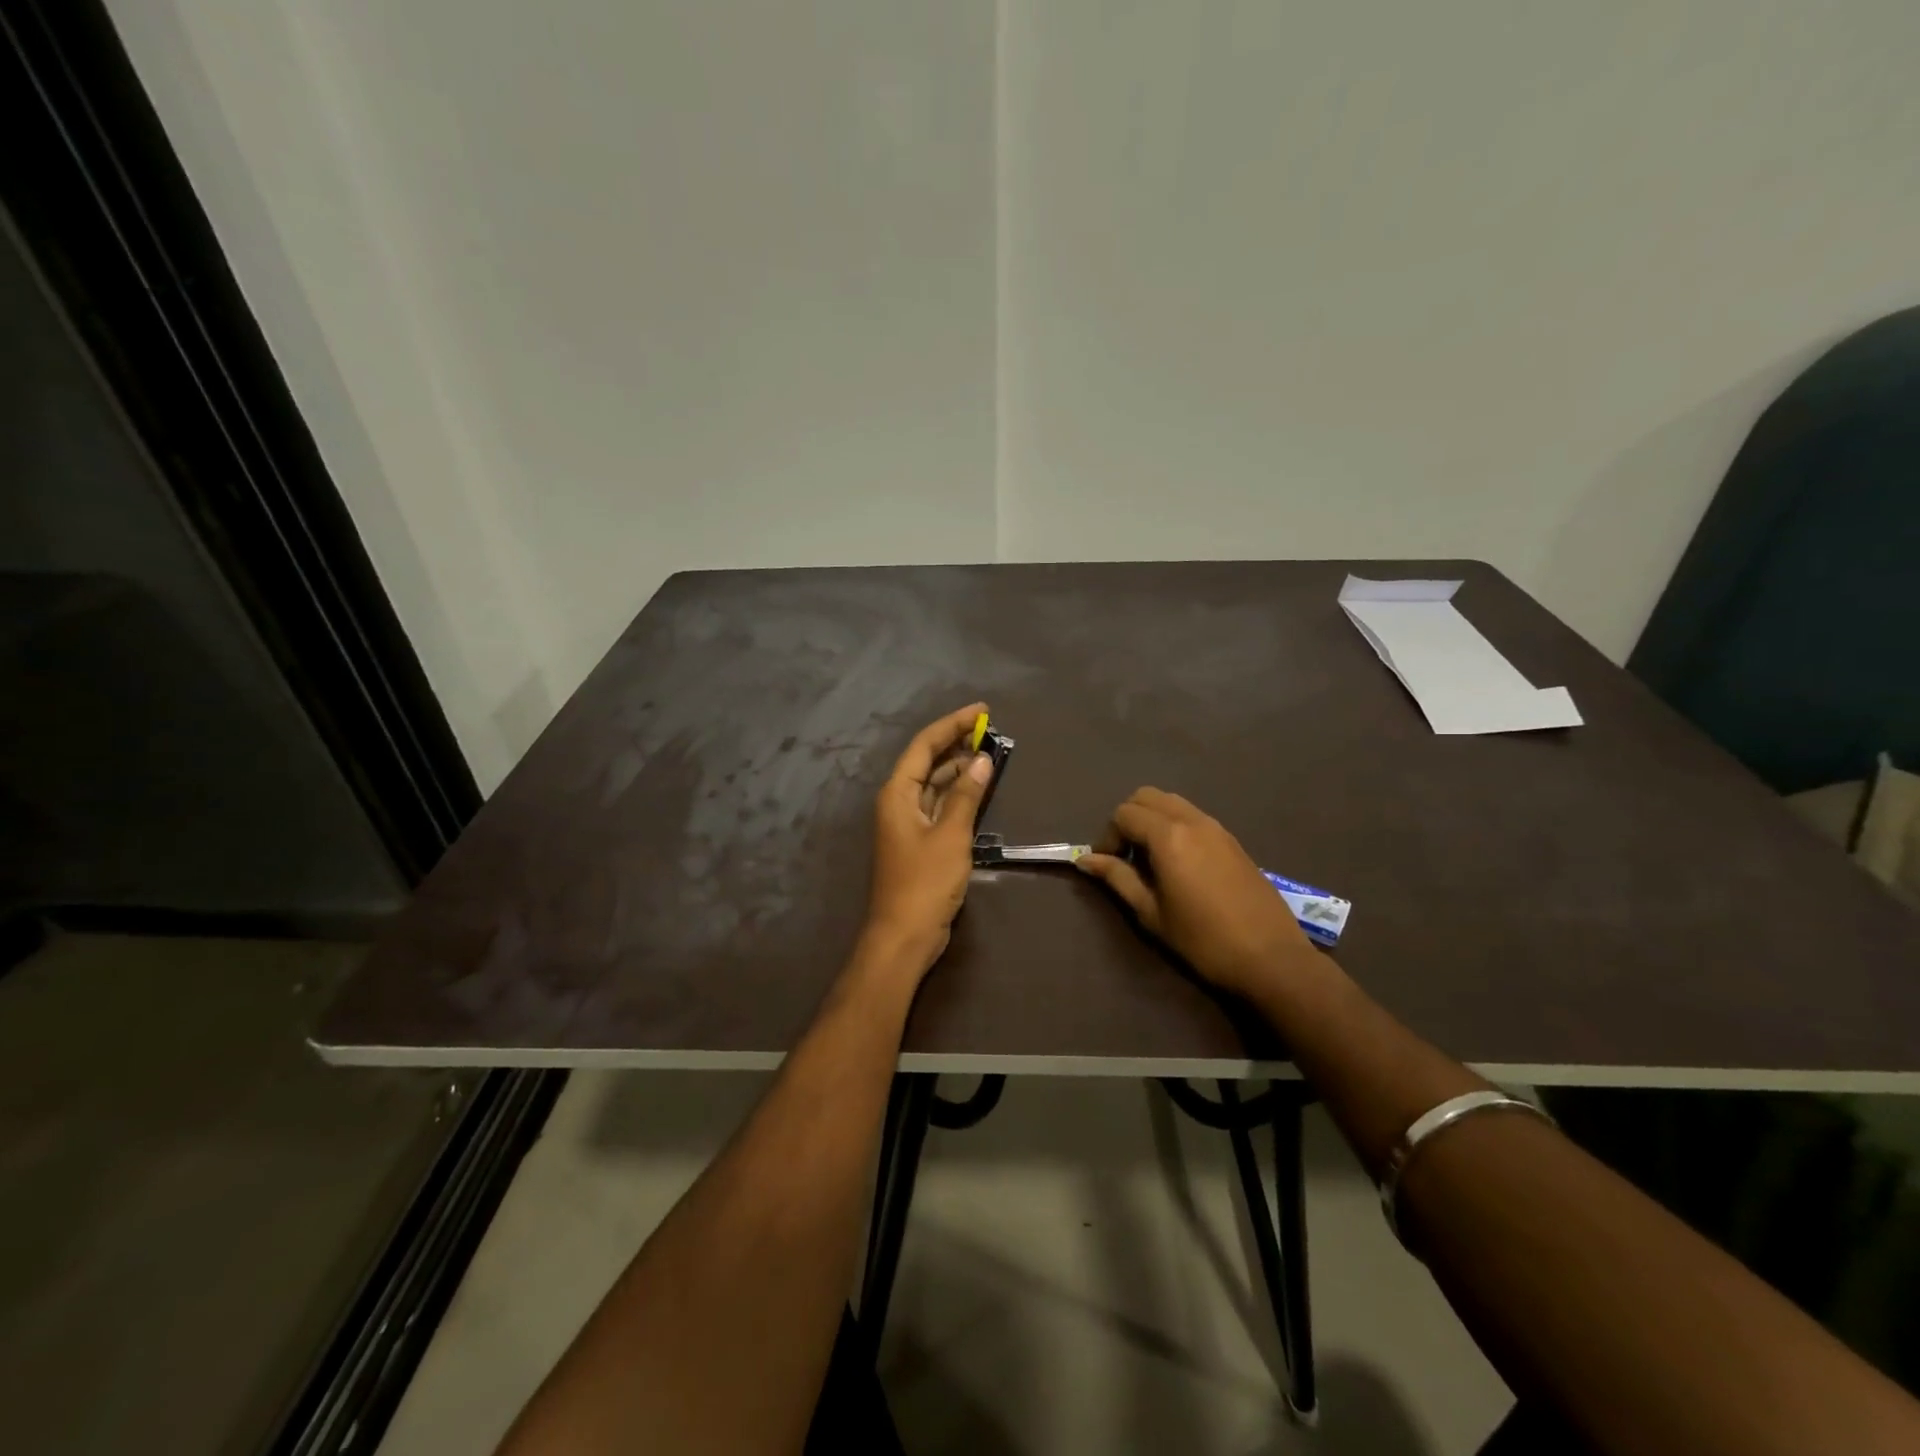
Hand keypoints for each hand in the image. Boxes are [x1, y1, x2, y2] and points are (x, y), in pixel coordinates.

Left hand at [863, 702, 995, 976]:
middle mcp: (899, 801)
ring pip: (935, 783)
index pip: (924, 745)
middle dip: (957, 743)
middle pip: (928, 761)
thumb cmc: (925, 882)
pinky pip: (940, 804)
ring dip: (960, 768)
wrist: (905, 935)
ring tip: (991, 753)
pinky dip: (959, 793)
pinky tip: (980, 788)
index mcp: (898, 793)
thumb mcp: (950, 835)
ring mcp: (909, 822)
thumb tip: (982, 760)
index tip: (982, 710)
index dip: (952, 724)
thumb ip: (965, 796)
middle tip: (991, 730)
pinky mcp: (921, 841)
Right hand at [1076, 787, 1315, 998]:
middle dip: (1128, 819)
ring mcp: (1216, 827)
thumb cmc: (1203, 940)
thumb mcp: (1151, 913)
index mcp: (1168, 836)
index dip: (1108, 836)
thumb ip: (1118, 878)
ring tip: (1150, 859)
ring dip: (1152, 820)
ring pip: (1172, 802)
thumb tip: (1086, 860)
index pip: (1124, 814)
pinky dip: (1175, 826)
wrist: (1271, 957)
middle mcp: (1192, 820)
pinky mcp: (1232, 840)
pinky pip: (1193, 816)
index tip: (1108, 865)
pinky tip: (1179, 864)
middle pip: (1147, 796)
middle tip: (1125, 855)